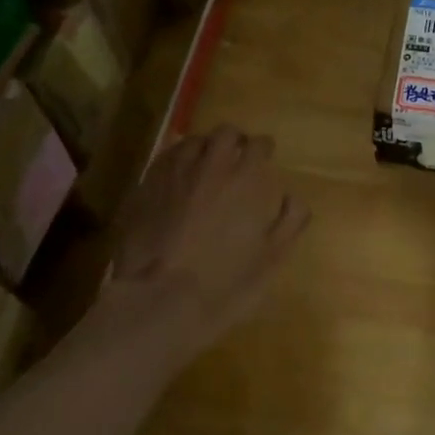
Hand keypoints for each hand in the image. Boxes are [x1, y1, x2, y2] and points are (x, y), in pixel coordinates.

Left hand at [106, 126, 309, 349]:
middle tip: (238, 154)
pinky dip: (176, 162)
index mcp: (245, 179)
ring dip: (203, 147)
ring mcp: (172, 174)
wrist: (158, 302)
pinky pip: (164, 161)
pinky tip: (176, 178)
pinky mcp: (143, 188)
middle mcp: (209, 165)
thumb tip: (292, 197)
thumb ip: (290, 222)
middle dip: (235, 139)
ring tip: (205, 163)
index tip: (266, 156)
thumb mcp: (272, 259)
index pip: (258, 145)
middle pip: (224, 133)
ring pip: (190, 142)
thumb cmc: (225, 283)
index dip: (264, 148)